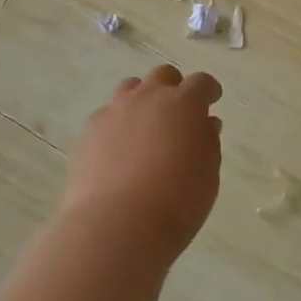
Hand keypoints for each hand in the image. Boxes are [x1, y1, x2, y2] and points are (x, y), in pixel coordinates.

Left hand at [60, 65, 222, 263]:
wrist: (117, 225)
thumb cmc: (177, 201)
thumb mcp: (208, 173)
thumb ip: (207, 142)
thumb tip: (205, 124)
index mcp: (183, 103)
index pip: (200, 83)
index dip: (208, 90)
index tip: (212, 99)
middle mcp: (148, 98)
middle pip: (162, 76)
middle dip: (174, 87)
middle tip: (179, 111)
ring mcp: (114, 112)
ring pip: (130, 89)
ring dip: (143, 99)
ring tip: (147, 125)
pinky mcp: (89, 132)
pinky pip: (107, 116)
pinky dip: (118, 124)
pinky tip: (120, 148)